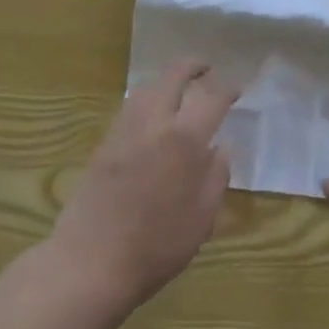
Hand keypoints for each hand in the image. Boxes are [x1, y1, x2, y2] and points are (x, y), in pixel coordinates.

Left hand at [50, 60, 240, 308]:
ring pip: (146, 88)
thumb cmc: (157, 245)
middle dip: (192, 66)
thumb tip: (219, 148)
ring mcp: (124, 131)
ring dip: (165, 81)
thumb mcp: (202, 217)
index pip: (212, 98)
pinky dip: (146, 100)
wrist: (91, 262)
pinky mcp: (103, 145)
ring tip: (178, 91)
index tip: (237, 89)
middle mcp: (154, 124)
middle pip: (173, 77)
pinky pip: (128, 108)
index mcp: (185, 139)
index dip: (227, 88)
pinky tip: (151, 117)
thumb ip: (216, 176)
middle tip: (206, 69)